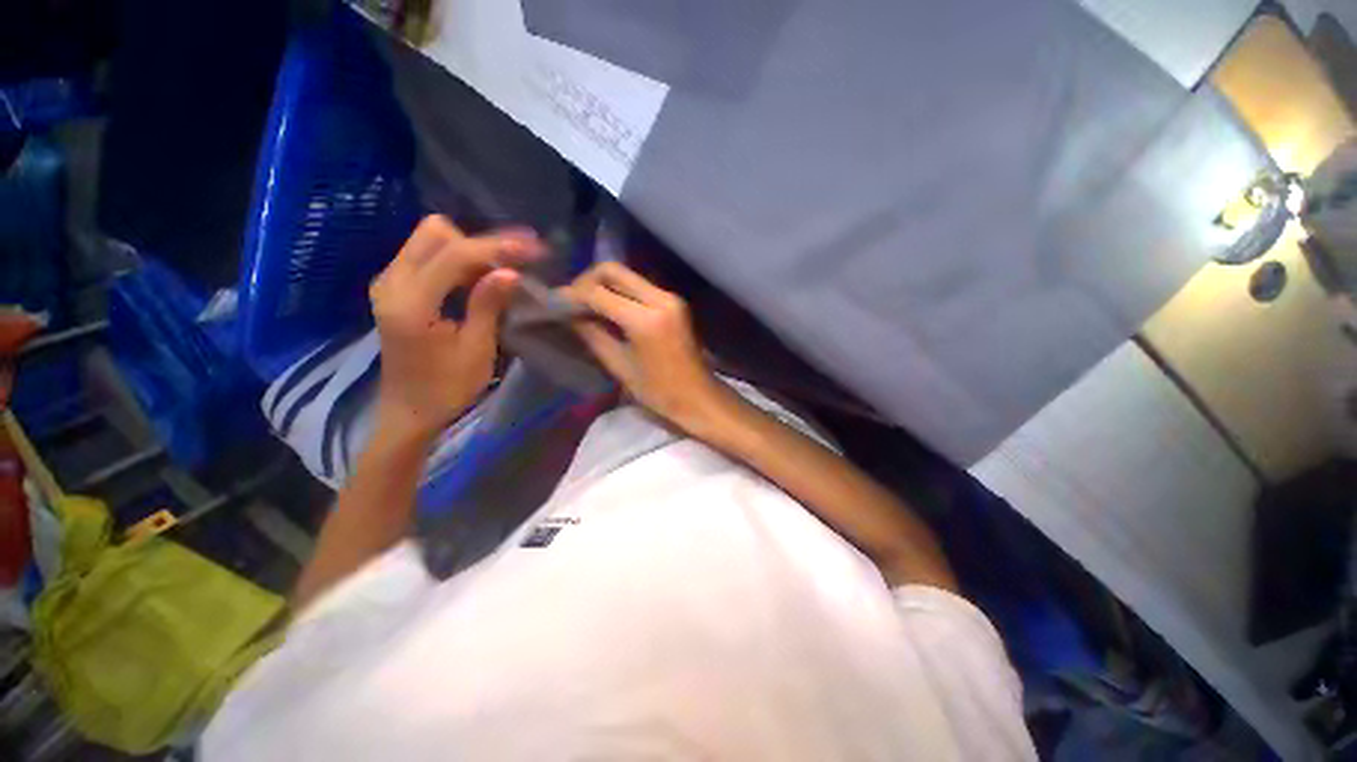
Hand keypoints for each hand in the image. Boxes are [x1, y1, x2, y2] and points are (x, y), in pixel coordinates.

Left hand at [369, 215, 541, 442]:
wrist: (409, 411)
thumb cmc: (446, 389)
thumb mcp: (475, 350)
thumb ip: (488, 305)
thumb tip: (511, 272)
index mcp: (411, 302)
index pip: (454, 254)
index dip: (496, 247)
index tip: (533, 248)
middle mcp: (392, 282)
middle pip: (435, 233)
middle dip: (479, 243)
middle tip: (514, 264)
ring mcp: (389, 282)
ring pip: (430, 241)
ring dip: (470, 251)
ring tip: (503, 272)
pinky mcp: (395, 288)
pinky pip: (426, 256)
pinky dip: (457, 261)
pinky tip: (480, 279)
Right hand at [564, 262, 730, 434]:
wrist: (699, 397)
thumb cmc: (659, 392)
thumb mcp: (619, 365)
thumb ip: (592, 335)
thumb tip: (569, 315)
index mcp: (645, 320)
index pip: (599, 293)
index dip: (573, 295)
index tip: (555, 302)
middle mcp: (660, 299)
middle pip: (614, 270)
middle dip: (587, 280)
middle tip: (572, 300)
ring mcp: (670, 298)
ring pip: (627, 275)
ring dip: (604, 285)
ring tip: (586, 306)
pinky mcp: (674, 302)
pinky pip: (640, 287)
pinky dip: (620, 292)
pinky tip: (608, 309)